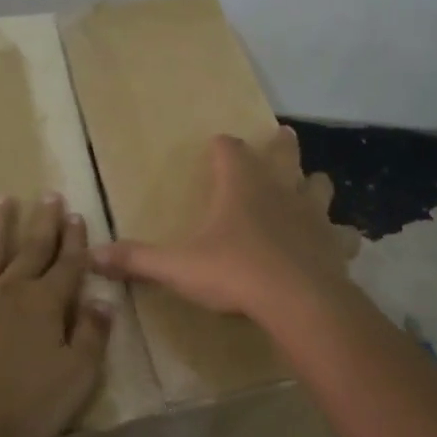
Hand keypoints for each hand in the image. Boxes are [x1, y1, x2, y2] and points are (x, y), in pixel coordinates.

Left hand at [0, 194, 111, 436]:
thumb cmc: (24, 404)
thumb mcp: (77, 376)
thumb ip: (93, 336)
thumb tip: (103, 301)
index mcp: (46, 303)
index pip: (68, 265)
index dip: (76, 241)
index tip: (77, 216)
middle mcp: (10, 288)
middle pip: (32, 249)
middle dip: (44, 223)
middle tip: (51, 196)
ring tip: (2, 200)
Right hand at [93, 126, 357, 325]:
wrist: (298, 301)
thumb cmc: (235, 272)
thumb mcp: (178, 267)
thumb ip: (137, 259)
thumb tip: (93, 255)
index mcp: (241, 186)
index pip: (229, 149)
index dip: (222, 146)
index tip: (217, 145)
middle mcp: (279, 190)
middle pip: (284, 155)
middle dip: (281, 146)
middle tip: (284, 134)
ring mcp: (312, 215)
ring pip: (318, 187)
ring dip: (313, 185)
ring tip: (312, 186)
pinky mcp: (333, 243)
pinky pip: (342, 234)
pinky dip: (340, 236)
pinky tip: (340, 244)